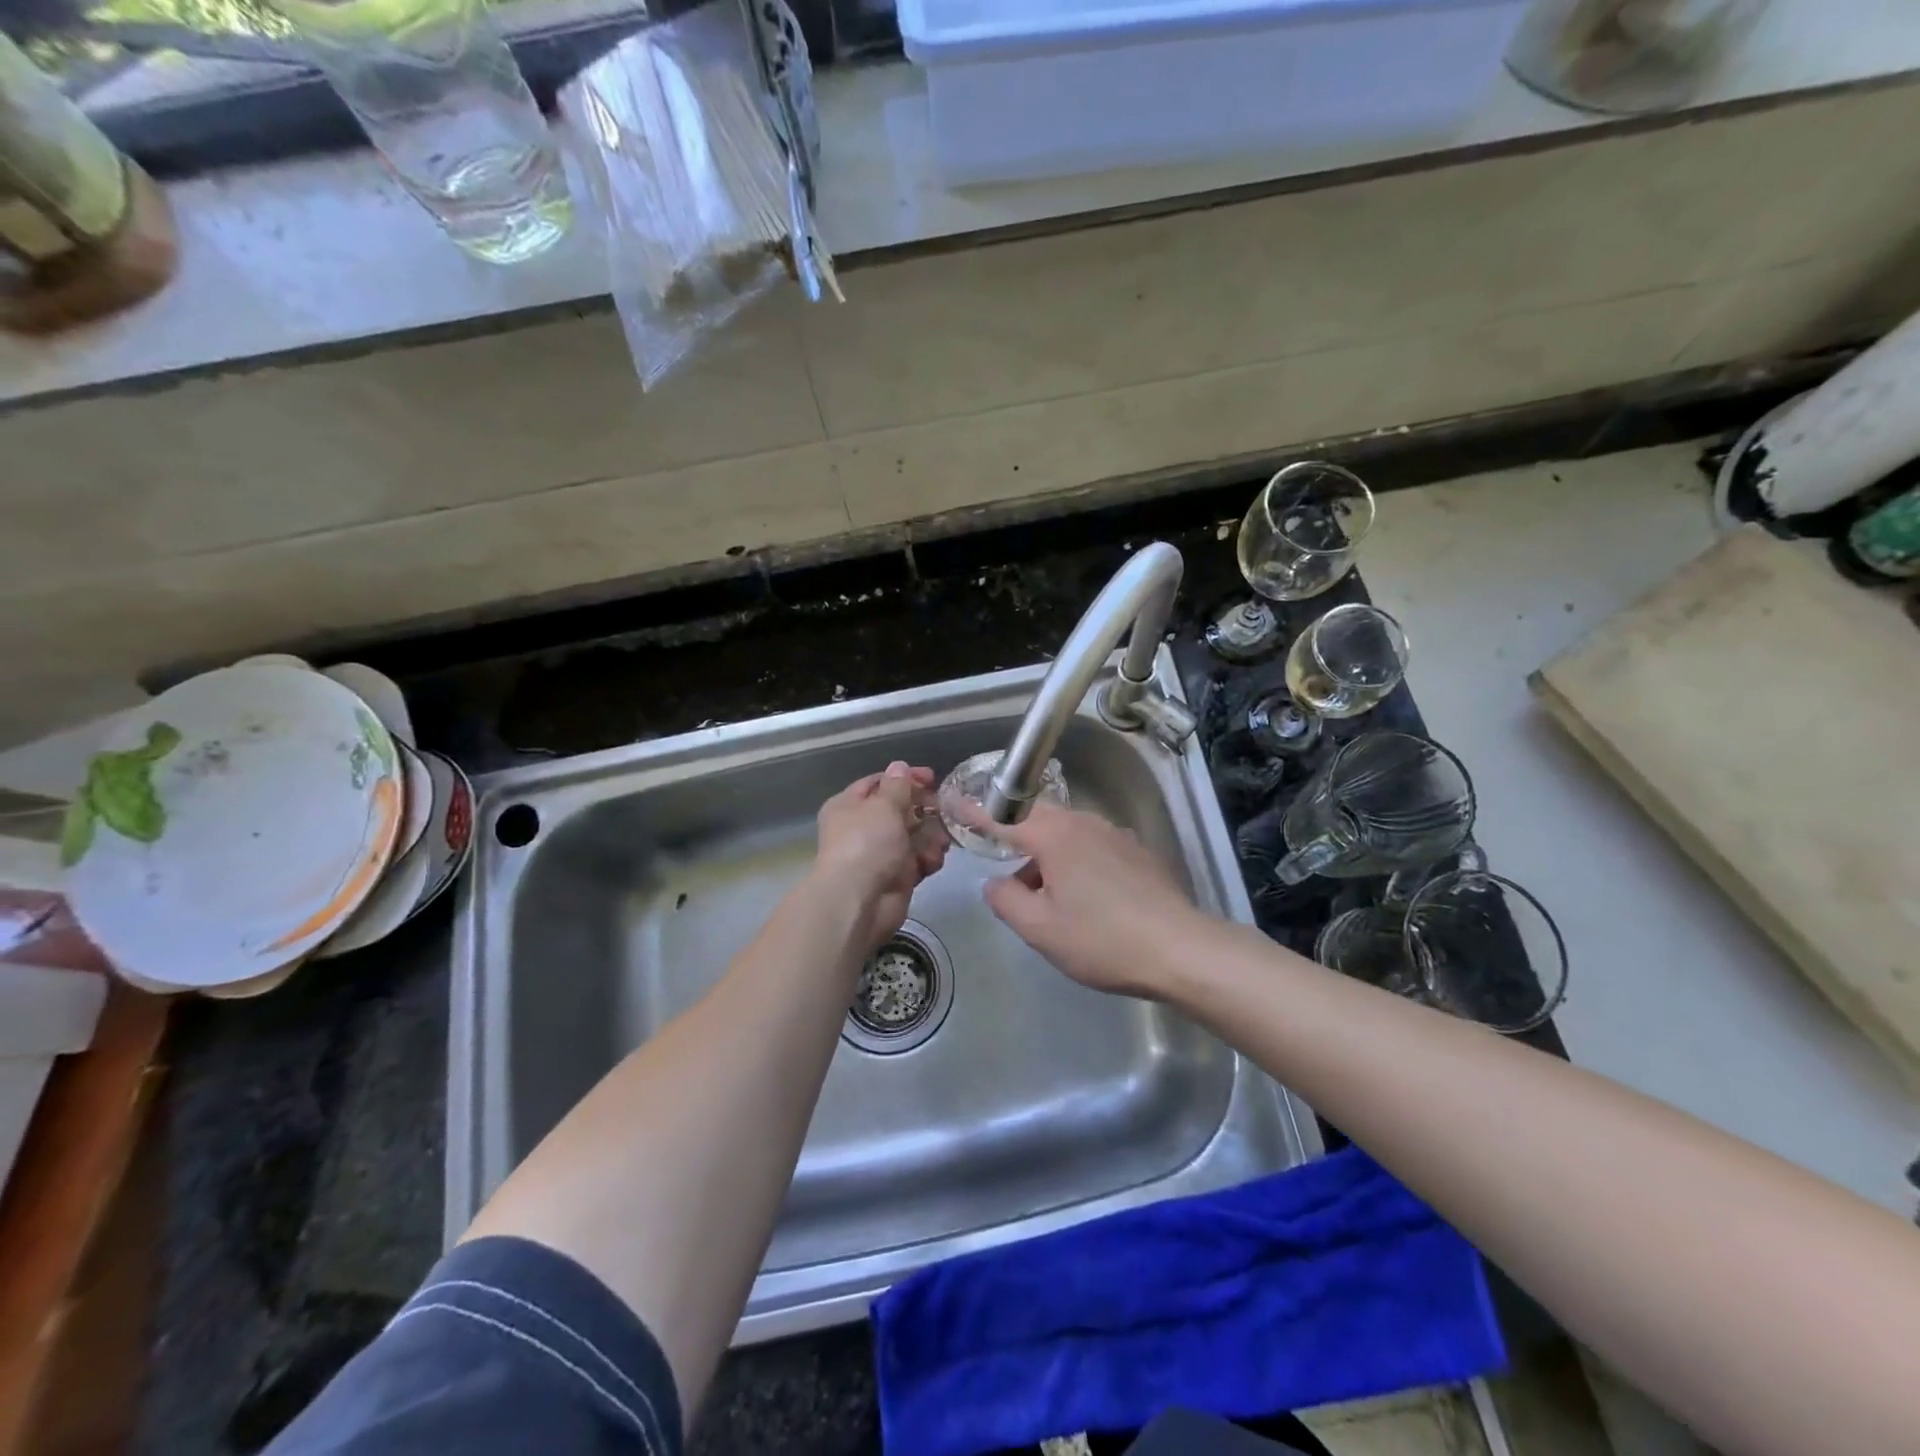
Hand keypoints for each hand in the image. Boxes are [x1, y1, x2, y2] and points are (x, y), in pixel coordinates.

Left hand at [813, 762, 946, 949]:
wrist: (859, 901)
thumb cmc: (867, 843)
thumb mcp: (883, 805)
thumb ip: (897, 786)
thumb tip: (899, 767)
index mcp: (849, 805)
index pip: (879, 783)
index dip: (905, 778)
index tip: (932, 778)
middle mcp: (862, 828)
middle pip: (900, 810)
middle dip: (924, 809)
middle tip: (944, 809)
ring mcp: (880, 854)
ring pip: (913, 836)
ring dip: (931, 836)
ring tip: (941, 841)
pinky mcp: (896, 876)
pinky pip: (917, 860)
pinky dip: (927, 859)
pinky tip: (932, 861)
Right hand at [979, 803, 1210, 998]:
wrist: (1180, 949)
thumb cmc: (1102, 939)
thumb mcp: (1041, 929)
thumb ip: (1006, 901)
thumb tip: (995, 883)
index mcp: (1055, 837)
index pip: (1004, 819)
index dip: (975, 812)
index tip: (952, 801)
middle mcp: (1084, 824)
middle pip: (1037, 822)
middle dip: (1015, 839)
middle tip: (1001, 865)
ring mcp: (1114, 835)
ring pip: (1066, 835)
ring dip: (1046, 857)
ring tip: (1043, 896)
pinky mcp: (1136, 852)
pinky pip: (1091, 846)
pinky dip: (1073, 862)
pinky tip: (1082, 898)